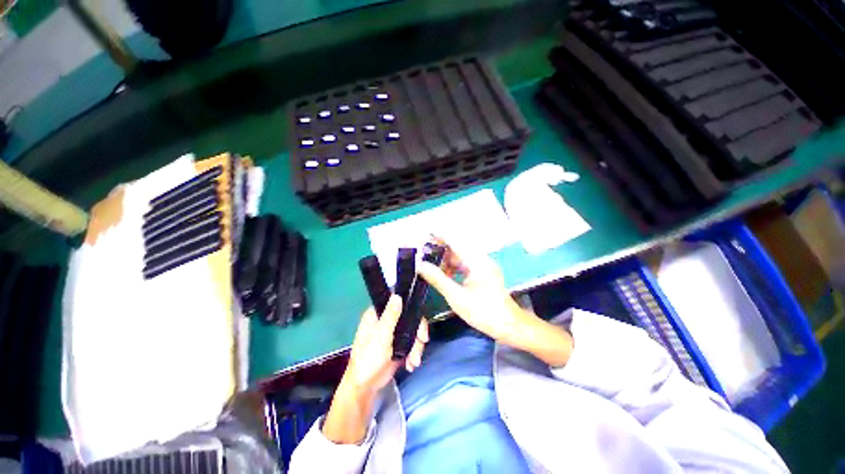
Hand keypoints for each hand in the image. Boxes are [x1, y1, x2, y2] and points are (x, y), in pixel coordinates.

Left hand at [322, 295, 428, 443]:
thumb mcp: (381, 336)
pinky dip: (414, 353)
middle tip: (422, 343)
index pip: (399, 304)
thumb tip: (397, 295)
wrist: (365, 387)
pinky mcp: (398, 345)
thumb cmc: (369, 359)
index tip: (419, 325)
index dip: (412, 311)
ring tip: (414, 362)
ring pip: (413, 331)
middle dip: (417, 334)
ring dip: (416, 347)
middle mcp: (386, 321)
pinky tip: (411, 364)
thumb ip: (390, 316)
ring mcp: (393, 333)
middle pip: (410, 318)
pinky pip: (412, 343)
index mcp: (378, 314)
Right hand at [417, 239, 572, 366]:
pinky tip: (446, 276)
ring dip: (447, 261)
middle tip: (425, 257)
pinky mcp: (484, 273)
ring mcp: (484, 266)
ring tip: (432, 268)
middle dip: (441, 251)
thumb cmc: (483, 311)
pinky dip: (455, 268)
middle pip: (458, 248)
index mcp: (476, 261)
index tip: (425, 235)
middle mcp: (481, 259)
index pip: (455, 241)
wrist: (508, 326)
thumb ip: (438, 279)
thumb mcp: (456, 296)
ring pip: (461, 257)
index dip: (440, 236)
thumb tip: (420, 265)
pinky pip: (466, 265)